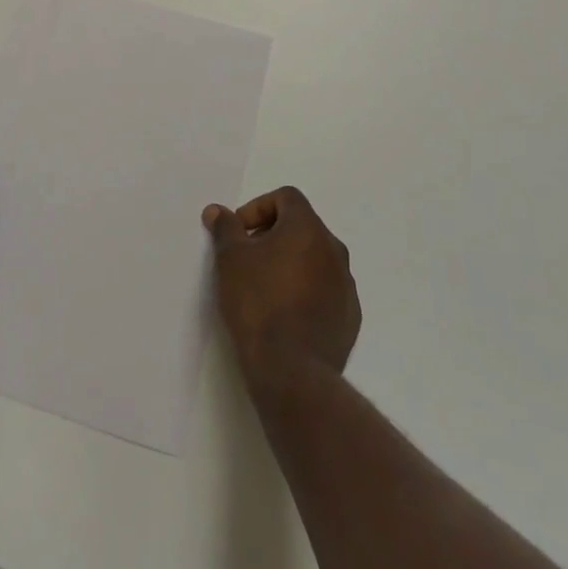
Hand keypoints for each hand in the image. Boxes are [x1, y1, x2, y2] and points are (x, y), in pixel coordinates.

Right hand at [204, 187, 360, 383]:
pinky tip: (285, 314)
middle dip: (273, 235)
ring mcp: (346, 285)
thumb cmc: (258, 303)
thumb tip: (217, 211)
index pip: (287, 197)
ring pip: (315, 259)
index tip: (239, 233)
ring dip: (291, 263)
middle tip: (247, 258)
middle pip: (302, 227)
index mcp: (308, 229)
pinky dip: (306, 291)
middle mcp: (334, 250)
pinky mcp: (350, 317)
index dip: (258, 207)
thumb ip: (225, 228)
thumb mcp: (231, 259)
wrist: (292, 371)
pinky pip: (326, 290)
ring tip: (264, 288)